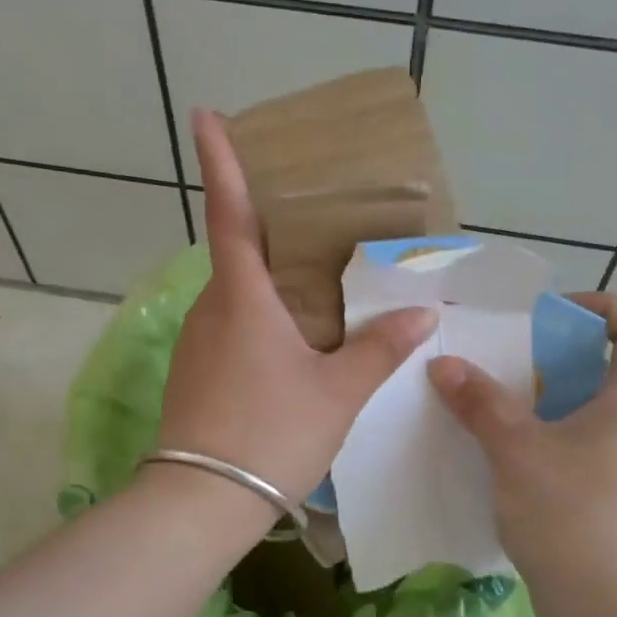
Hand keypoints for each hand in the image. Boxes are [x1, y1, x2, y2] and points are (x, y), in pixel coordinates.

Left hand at [154, 109, 436, 507]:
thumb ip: (378, 350)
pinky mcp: (195, 373)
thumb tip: (422, 317)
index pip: (231, 212)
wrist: (201, 503)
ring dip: (268, 282)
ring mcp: (197, 343)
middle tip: (308, 218)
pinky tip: (292, 344)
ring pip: (236, 295)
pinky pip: (232, 328)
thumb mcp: (337, 392)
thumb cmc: (270, 432)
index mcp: (242, 297)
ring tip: (316, 286)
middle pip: (238, 253)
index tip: (206, 114)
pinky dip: (261, 319)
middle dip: (266, 228)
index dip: (219, 160)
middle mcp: (211, 309)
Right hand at [427, 295, 616, 586]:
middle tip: (505, 362)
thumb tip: (444, 364)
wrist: (607, 612)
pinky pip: (575, 447)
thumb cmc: (572, 515)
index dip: (607, 308)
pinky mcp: (605, 499)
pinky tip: (503, 455)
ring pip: (586, 411)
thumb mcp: (517, 450)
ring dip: (542, 400)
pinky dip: (542, 437)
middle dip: (554, 356)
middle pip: (606, 369)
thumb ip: (480, 403)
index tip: (555, 317)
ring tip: (494, 405)